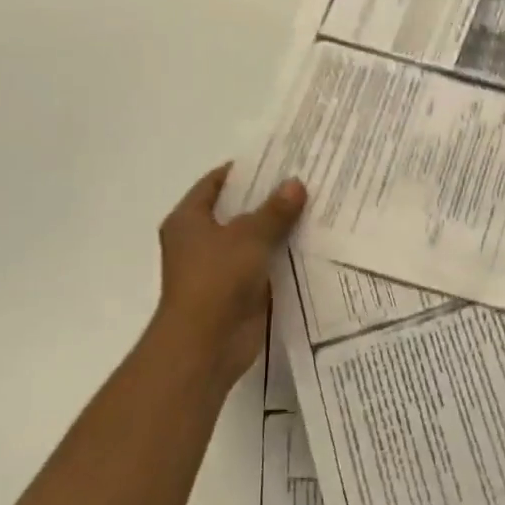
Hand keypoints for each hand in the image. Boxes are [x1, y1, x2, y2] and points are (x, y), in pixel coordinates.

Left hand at [148, 164, 306, 392]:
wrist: (206, 344)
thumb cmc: (216, 279)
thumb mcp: (249, 236)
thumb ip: (274, 210)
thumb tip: (296, 183)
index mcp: (189, 220)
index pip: (215, 183)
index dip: (244, 170)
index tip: (277, 159)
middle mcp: (200, 241)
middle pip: (237, 210)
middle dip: (268, 198)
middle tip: (305, 181)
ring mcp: (219, 268)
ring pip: (253, 239)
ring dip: (279, 229)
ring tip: (316, 207)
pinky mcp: (239, 290)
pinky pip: (264, 265)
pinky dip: (283, 256)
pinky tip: (313, 244)